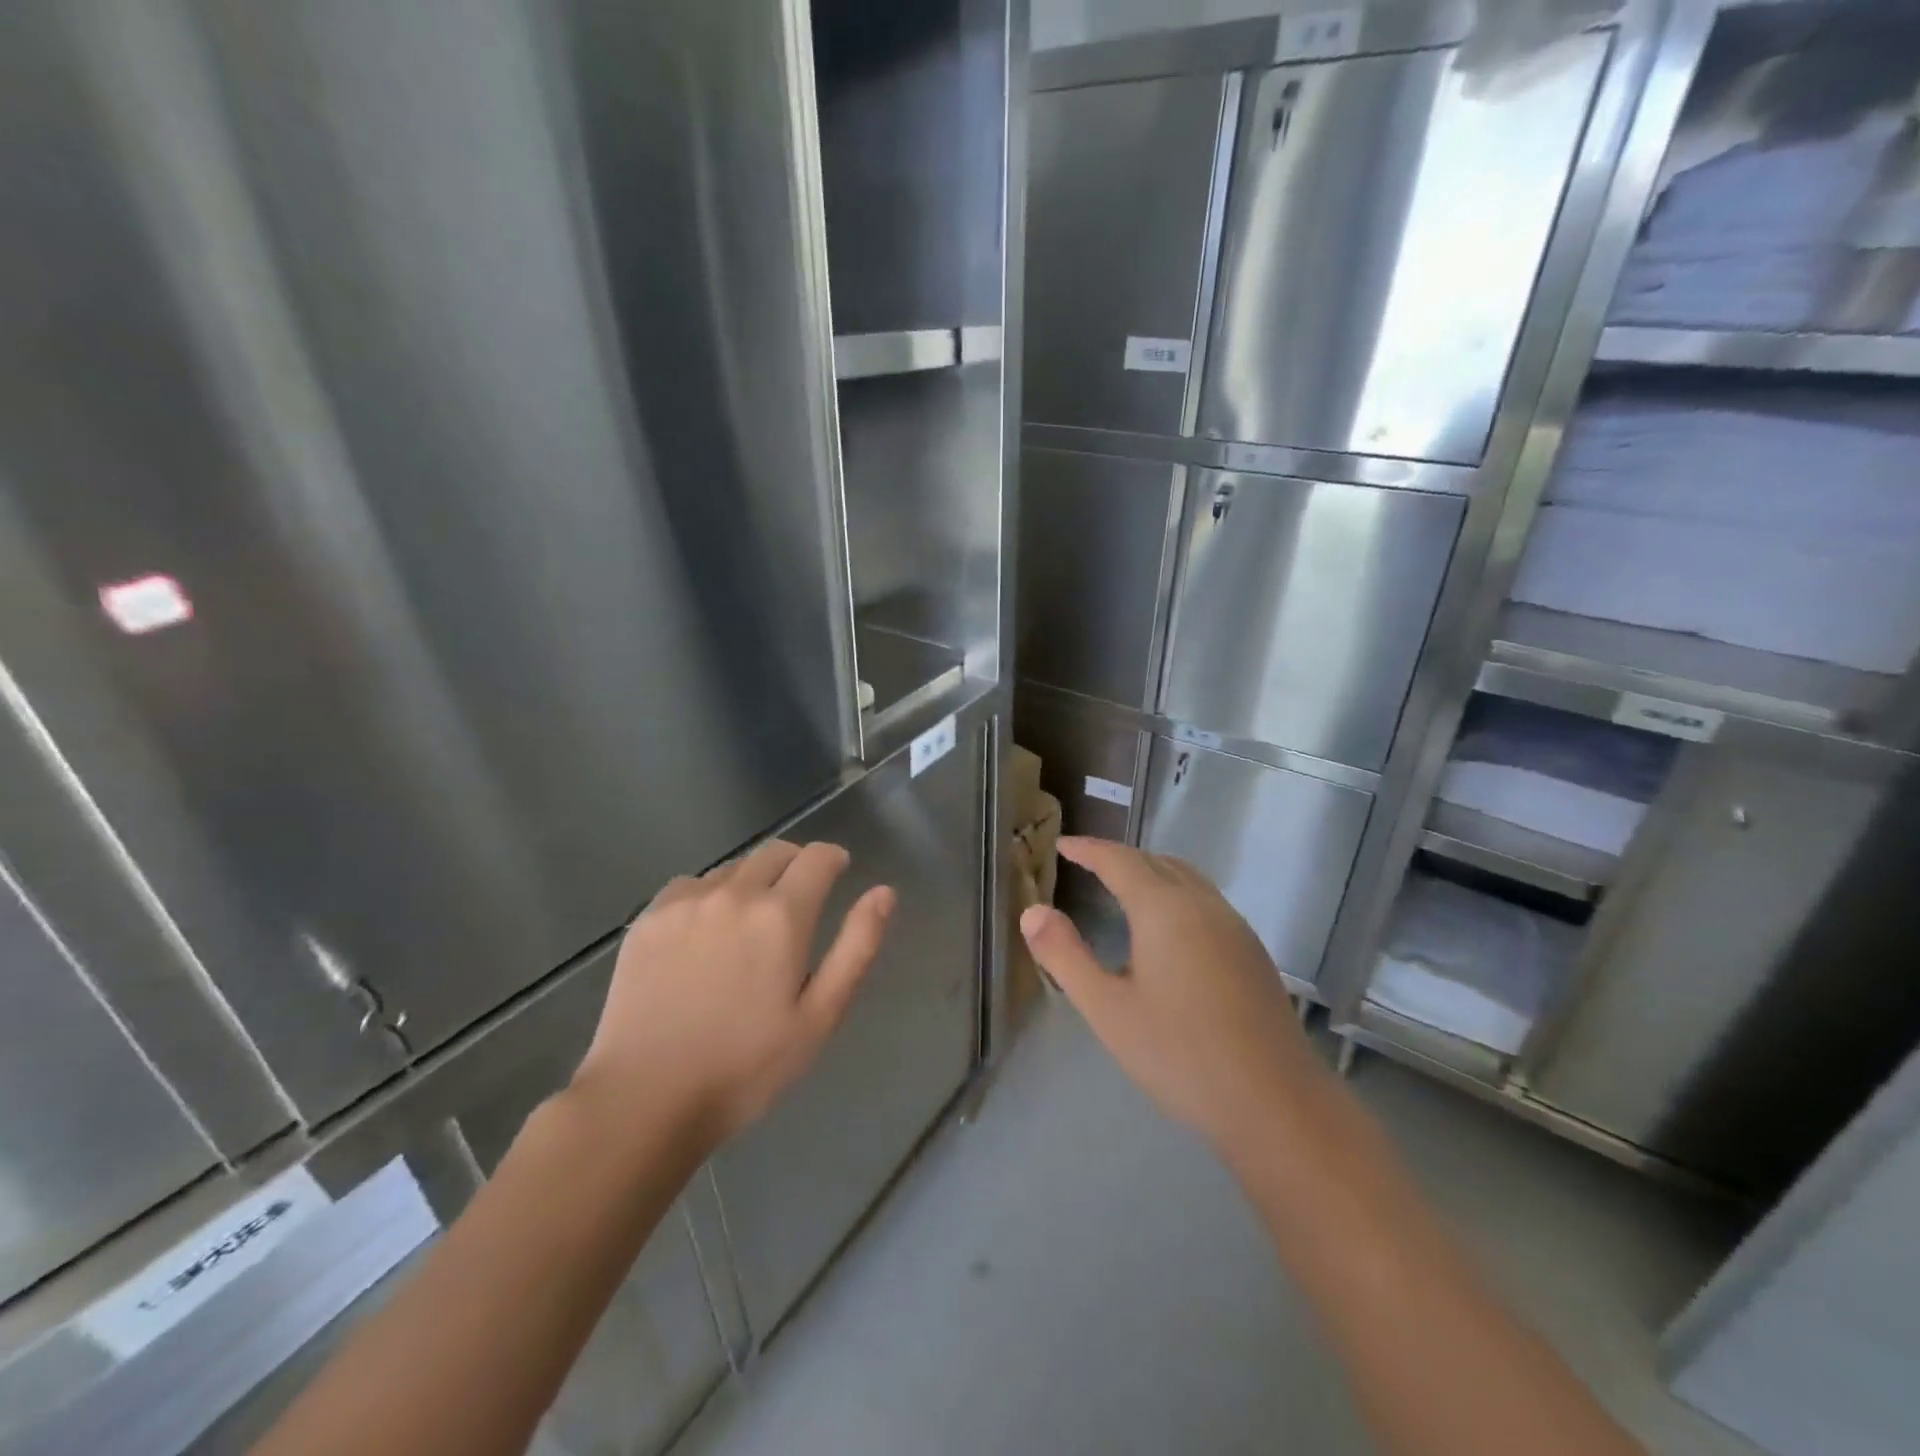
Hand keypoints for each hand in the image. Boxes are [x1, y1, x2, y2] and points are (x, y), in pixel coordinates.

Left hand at [572, 840, 893, 1152]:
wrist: (644, 1100)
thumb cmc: (746, 1066)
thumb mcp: (819, 1016)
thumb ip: (857, 947)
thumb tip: (884, 892)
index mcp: (781, 915)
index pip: (818, 857)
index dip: (834, 859)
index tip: (838, 873)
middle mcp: (734, 893)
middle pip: (775, 852)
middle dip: (797, 865)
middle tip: (799, 901)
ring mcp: (685, 902)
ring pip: (733, 868)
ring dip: (753, 881)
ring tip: (749, 925)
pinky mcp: (648, 918)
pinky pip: (690, 885)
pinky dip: (709, 895)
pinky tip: (704, 934)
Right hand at [1019, 837, 1321, 1155]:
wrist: (1276, 1103)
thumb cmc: (1181, 1054)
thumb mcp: (1107, 1009)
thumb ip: (1065, 956)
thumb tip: (1032, 911)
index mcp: (1164, 909)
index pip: (1119, 860)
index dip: (1088, 849)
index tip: (1061, 845)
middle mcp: (1202, 904)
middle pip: (1156, 861)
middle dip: (1118, 857)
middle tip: (1086, 864)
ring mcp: (1234, 926)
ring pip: (1186, 877)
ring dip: (1151, 871)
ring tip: (1122, 887)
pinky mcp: (1251, 951)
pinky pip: (1205, 899)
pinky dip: (1175, 892)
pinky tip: (1168, 929)